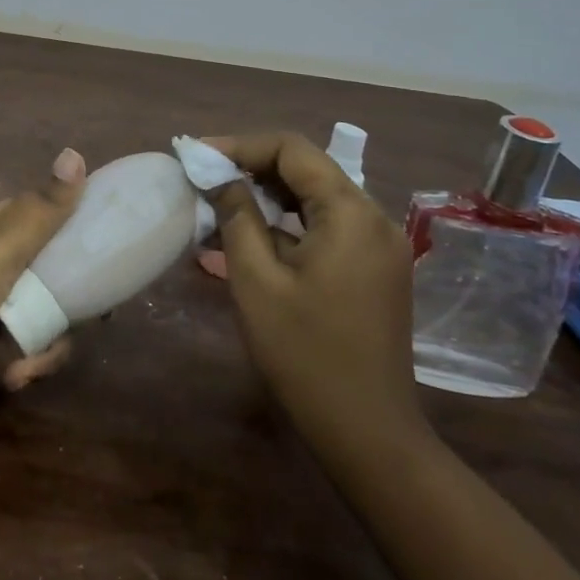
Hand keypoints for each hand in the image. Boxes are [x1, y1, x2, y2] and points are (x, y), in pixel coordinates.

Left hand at [0, 147, 85, 392]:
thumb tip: (75, 151)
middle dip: (40, 344)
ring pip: (18, 338)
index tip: (93, 312)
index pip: (61, 244)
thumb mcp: (1, 246)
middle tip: (26, 367)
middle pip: (45, 305)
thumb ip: (43, 209)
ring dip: (5, 362)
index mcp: (6, 231)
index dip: (80, 277)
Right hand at [208, 132, 429, 466]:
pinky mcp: (376, 268)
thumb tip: (219, 176)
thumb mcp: (256, 280)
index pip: (293, 150)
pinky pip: (329, 225)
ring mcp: (381, 245)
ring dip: (270, 193)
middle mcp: (375, 219)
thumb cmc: (304, 354)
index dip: (241, 145)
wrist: (368, 433)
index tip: (198, 157)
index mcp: (351, 214)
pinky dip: (291, 220)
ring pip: (318, 196)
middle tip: (205, 177)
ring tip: (222, 202)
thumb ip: (237, 216)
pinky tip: (256, 234)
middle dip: (253, 167)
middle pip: (309, 169)